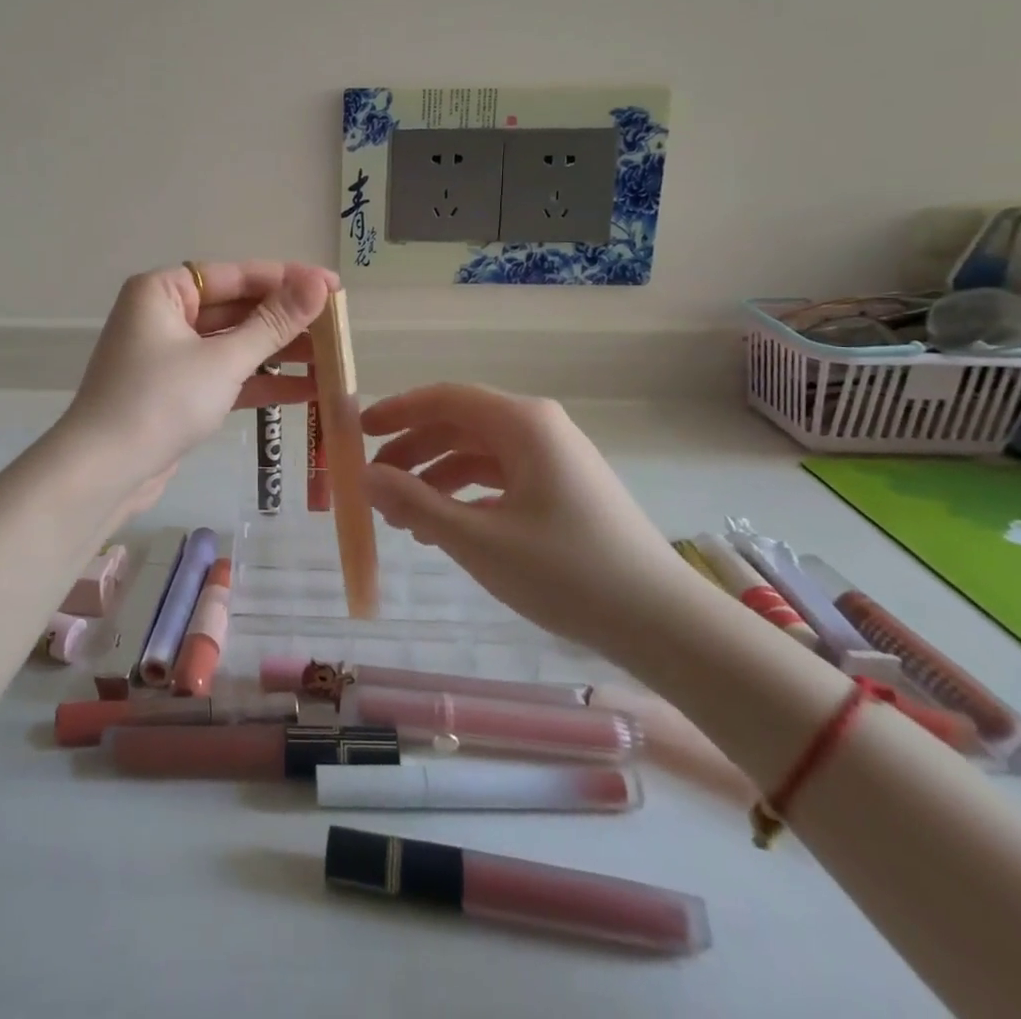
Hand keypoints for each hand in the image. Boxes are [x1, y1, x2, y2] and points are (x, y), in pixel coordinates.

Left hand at [62, 261, 336, 505]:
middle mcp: (164, 315)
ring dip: (280, 353)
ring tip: (333, 359)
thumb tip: (320, 284)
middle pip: (237, 308)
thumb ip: (274, 323)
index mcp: (163, 291)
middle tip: (338, 326)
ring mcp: (170, 355)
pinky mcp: (177, 391)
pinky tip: (308, 390)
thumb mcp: (223, 360)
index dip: (288, 280)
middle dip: (287, 321)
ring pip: (234, 344)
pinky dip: (260, 380)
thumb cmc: (160, 401)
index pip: (236, 275)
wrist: (104, 472)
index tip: (334, 286)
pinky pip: (226, 374)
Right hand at [360, 383, 687, 657]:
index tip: (357, 433)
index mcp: (522, 423)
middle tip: (374, 483)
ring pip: (479, 452)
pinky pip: (502, 476)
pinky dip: (467, 494)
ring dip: (437, 477)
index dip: (396, 411)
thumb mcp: (477, 540)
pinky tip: (447, 527)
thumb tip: (365, 476)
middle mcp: (539, 428)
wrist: (663, 623)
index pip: (444, 398)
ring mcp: (556, 458)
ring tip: (404, 517)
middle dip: (412, 450)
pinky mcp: (564, 488)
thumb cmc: (566, 572)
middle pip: (460, 424)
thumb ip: (415, 503)